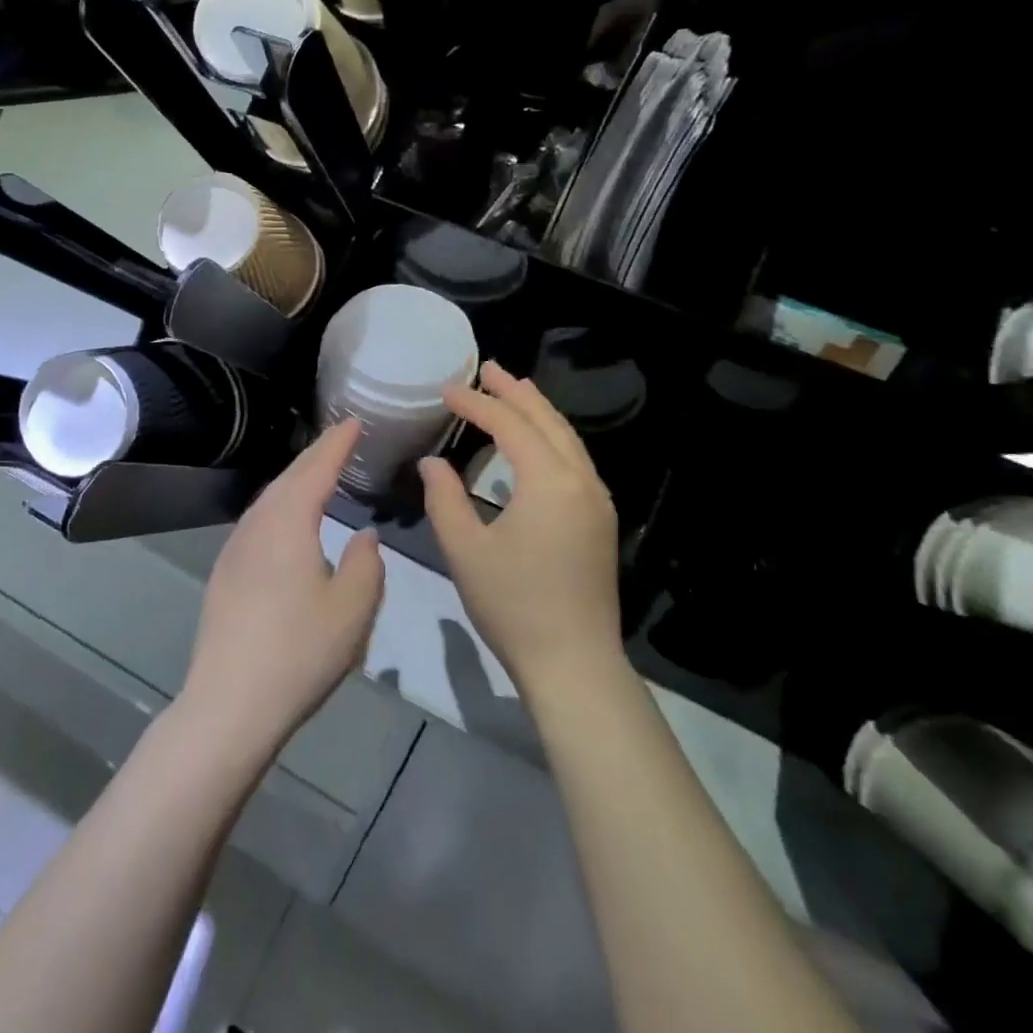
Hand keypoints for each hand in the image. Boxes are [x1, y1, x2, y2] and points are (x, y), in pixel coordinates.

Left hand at [181, 420, 384, 758]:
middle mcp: (257, 525)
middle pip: (289, 478)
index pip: (317, 468)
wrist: (228, 703)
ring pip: (270, 499)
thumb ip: (366, 564)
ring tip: (319, 473)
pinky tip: (289, 523)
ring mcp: (235, 549)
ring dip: (296, 481)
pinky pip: (259, 522)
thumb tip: (363, 536)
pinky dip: (281, 506)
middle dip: (316, 456)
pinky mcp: (225, 574)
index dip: (338, 444)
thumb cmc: (299, 651)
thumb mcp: (353, 608)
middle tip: (341, 439)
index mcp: (288, 522)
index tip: (355, 422)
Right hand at [419, 362, 621, 696]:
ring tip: (513, 390)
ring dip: (538, 411)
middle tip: (488, 368)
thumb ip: (443, 498)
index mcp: (548, 482)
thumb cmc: (513, 606)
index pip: (509, 425)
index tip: (446, 390)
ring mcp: (596, 500)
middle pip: (546, 420)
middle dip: (515, 392)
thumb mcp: (465, 550)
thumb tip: (432, 461)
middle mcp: (580, 480)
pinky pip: (575, 459)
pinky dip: (551, 437)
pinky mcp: (599, 520)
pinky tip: (535, 441)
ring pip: (567, 438)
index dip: (476, 404)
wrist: (574, 664)